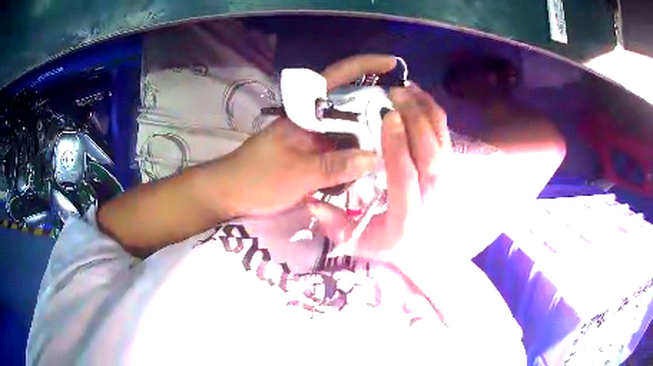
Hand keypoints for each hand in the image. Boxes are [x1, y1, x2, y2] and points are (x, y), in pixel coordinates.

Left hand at [215, 54, 399, 216]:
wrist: (229, 194)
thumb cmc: (257, 178)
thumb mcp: (297, 173)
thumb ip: (335, 165)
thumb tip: (376, 159)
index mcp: (305, 112)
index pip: (337, 77)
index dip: (365, 66)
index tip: (392, 63)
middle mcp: (313, 120)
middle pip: (352, 105)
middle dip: (379, 108)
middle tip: (408, 120)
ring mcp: (313, 138)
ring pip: (349, 130)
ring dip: (370, 137)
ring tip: (398, 145)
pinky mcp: (312, 155)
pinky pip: (342, 151)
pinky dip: (357, 157)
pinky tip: (373, 167)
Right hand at [308, 84, 451, 263]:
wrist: (425, 250)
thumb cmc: (389, 246)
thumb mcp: (358, 244)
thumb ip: (336, 225)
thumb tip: (312, 201)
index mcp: (407, 219)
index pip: (406, 179)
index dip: (399, 147)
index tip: (388, 117)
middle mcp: (432, 200)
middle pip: (430, 156)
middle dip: (415, 120)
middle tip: (396, 93)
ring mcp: (445, 185)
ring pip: (442, 144)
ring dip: (427, 112)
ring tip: (408, 88)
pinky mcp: (449, 172)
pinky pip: (446, 139)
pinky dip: (436, 116)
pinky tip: (421, 97)